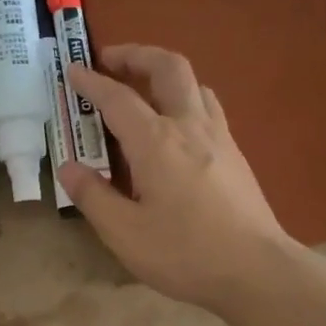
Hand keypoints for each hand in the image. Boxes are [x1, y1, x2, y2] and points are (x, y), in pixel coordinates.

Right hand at [60, 45, 293, 313]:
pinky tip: (175, 128)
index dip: (92, 82)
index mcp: (156, 142)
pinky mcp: (236, 155)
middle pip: (168, 68)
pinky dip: (185, 99)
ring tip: (143, 90)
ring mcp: (219, 138)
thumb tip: (69, 168)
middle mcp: (190, 126)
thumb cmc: (184, 253)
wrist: (256, 270)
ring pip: (194, 84)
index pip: (117, 98)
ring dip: (165, 74)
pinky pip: (208, 108)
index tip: (73, 71)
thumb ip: (93, 196)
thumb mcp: (124, 233)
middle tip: (111, 60)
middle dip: (137, 55)